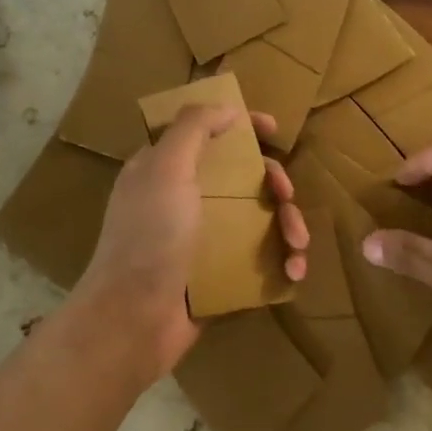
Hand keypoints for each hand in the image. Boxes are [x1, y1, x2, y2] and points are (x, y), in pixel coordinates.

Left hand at [72, 105, 307, 381]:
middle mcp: (185, 198)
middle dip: (275, 183)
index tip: (274, 129)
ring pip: (258, 216)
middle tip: (286, 196)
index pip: (208, 132)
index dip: (242, 125)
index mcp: (166, 168)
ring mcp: (203, 238)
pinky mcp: (219, 273)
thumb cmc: (149, 236)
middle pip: (243, 176)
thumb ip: (194, 128)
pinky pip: (260, 256)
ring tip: (298, 245)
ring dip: (287, 225)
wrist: (133, 321)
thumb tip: (228, 109)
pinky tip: (292, 273)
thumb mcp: (166, 168)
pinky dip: (281, 260)